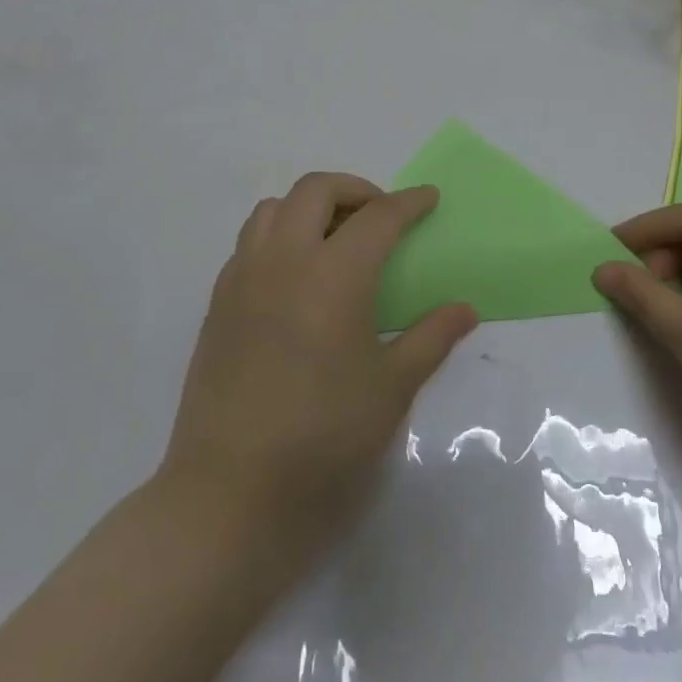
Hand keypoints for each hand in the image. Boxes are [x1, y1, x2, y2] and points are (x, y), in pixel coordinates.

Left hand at [163, 173, 477, 545]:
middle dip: (356, 189)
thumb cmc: (323, 438)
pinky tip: (296, 278)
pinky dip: (279, 235)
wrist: (230, 491)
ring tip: (335, 239)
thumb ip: (430, 338)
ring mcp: (243, 279)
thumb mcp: (391, 388)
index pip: (378, 217)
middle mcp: (284, 261)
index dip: (409, 202)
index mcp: (334, 275)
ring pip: (274, 208)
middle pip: (317, 190)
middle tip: (381, 216)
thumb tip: (465, 309)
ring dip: (310, 207)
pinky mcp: (217, 304)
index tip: (429, 198)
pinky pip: (250, 243)